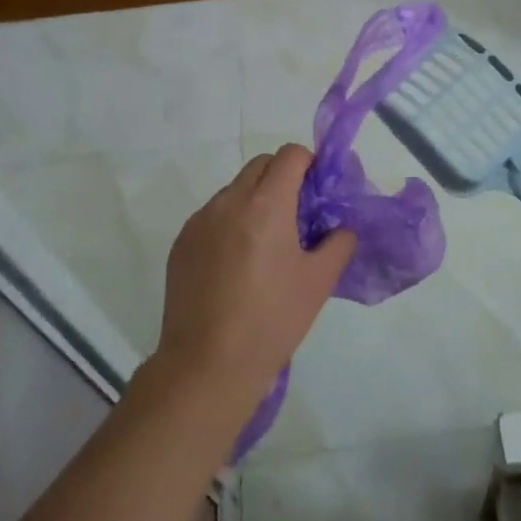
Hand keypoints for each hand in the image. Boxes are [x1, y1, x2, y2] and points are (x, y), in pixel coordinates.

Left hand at [155, 144, 354, 412]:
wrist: (207, 366)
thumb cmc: (271, 321)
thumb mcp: (319, 282)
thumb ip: (338, 242)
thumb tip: (340, 227)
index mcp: (266, 204)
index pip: (290, 155)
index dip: (309, 165)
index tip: (317, 193)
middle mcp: (229, 201)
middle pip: (261, 165)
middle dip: (282, 178)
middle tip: (296, 216)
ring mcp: (200, 221)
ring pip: (235, 189)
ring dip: (255, 200)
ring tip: (265, 245)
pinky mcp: (181, 242)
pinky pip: (213, 215)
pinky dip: (230, 222)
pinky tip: (236, 264)